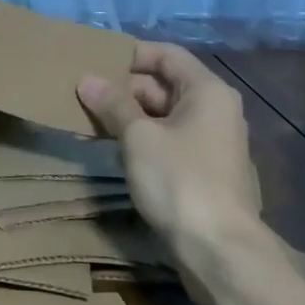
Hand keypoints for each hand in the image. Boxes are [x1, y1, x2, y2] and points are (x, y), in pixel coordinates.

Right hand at [77, 42, 263, 252]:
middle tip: (84, 95)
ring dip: (129, 116)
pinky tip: (113, 149)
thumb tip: (87, 80)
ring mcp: (212, 143)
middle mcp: (216, 110)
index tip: (95, 63)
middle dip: (124, 89)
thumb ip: (113, 104)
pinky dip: (143, 139)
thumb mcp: (138, 136)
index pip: (167, 54)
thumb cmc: (180, 179)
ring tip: (90, 120)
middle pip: (165, 85)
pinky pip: (169, 141)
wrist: (219, 250)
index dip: (131, 54)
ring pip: (164, 116)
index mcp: (207, 91)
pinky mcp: (205, 171)